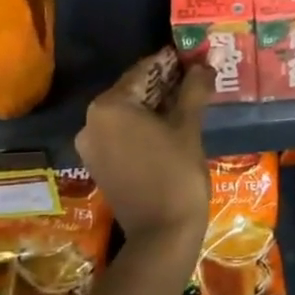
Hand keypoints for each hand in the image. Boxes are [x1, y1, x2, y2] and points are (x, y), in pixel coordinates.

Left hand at [75, 51, 213, 243]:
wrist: (162, 236)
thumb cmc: (176, 174)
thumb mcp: (188, 127)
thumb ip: (193, 89)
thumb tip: (203, 64)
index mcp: (108, 106)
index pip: (142, 71)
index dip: (170, 63)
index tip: (193, 58)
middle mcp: (91, 121)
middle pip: (132, 91)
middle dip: (163, 84)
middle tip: (194, 78)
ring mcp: (91, 146)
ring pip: (127, 113)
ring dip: (155, 105)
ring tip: (188, 100)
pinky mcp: (98, 165)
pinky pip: (121, 134)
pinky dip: (143, 126)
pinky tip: (170, 126)